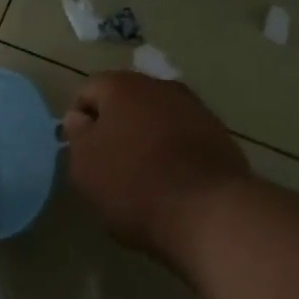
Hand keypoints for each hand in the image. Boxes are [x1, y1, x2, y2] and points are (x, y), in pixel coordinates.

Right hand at [63, 72, 250, 260]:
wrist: (209, 212)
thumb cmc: (133, 185)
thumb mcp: (85, 166)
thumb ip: (77, 135)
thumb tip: (80, 117)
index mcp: (122, 86)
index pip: (89, 91)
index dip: (79, 120)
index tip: (81, 152)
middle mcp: (161, 86)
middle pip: (127, 101)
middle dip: (116, 127)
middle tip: (109, 165)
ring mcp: (196, 109)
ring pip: (158, 119)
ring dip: (147, 139)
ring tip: (143, 177)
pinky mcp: (221, 135)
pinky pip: (185, 138)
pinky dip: (174, 153)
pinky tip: (172, 184)